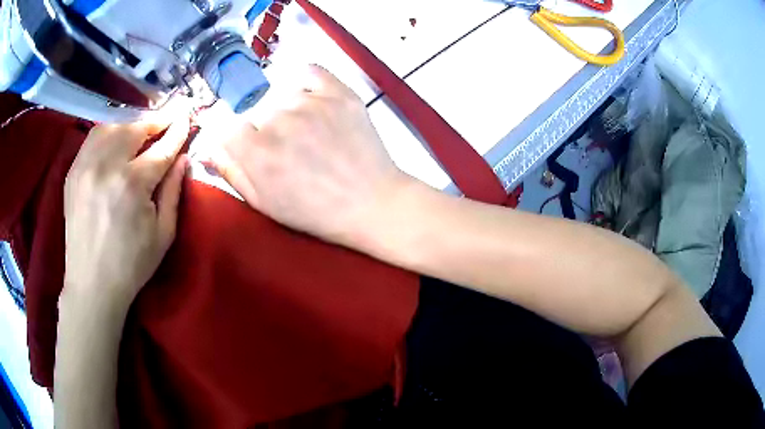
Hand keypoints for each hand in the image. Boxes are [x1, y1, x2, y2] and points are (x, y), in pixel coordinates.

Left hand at [63, 120, 189, 307]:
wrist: (91, 284)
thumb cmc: (131, 265)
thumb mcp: (163, 235)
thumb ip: (174, 192)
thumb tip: (182, 158)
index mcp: (133, 184)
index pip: (161, 147)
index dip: (177, 131)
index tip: (186, 118)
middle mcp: (107, 166)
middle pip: (135, 128)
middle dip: (155, 121)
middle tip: (167, 120)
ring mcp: (86, 166)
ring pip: (112, 126)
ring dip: (130, 125)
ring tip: (140, 131)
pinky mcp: (73, 172)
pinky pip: (93, 138)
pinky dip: (108, 132)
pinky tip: (115, 141)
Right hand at [209, 65, 409, 245]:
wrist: (370, 203)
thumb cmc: (315, 212)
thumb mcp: (264, 203)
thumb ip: (231, 172)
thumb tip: (207, 148)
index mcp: (257, 153)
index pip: (224, 125)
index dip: (232, 136)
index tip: (243, 144)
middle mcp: (280, 121)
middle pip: (252, 111)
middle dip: (260, 129)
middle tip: (284, 148)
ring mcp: (312, 103)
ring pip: (278, 94)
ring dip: (284, 110)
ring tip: (305, 133)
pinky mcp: (339, 92)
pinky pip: (309, 72)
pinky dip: (303, 82)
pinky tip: (309, 101)